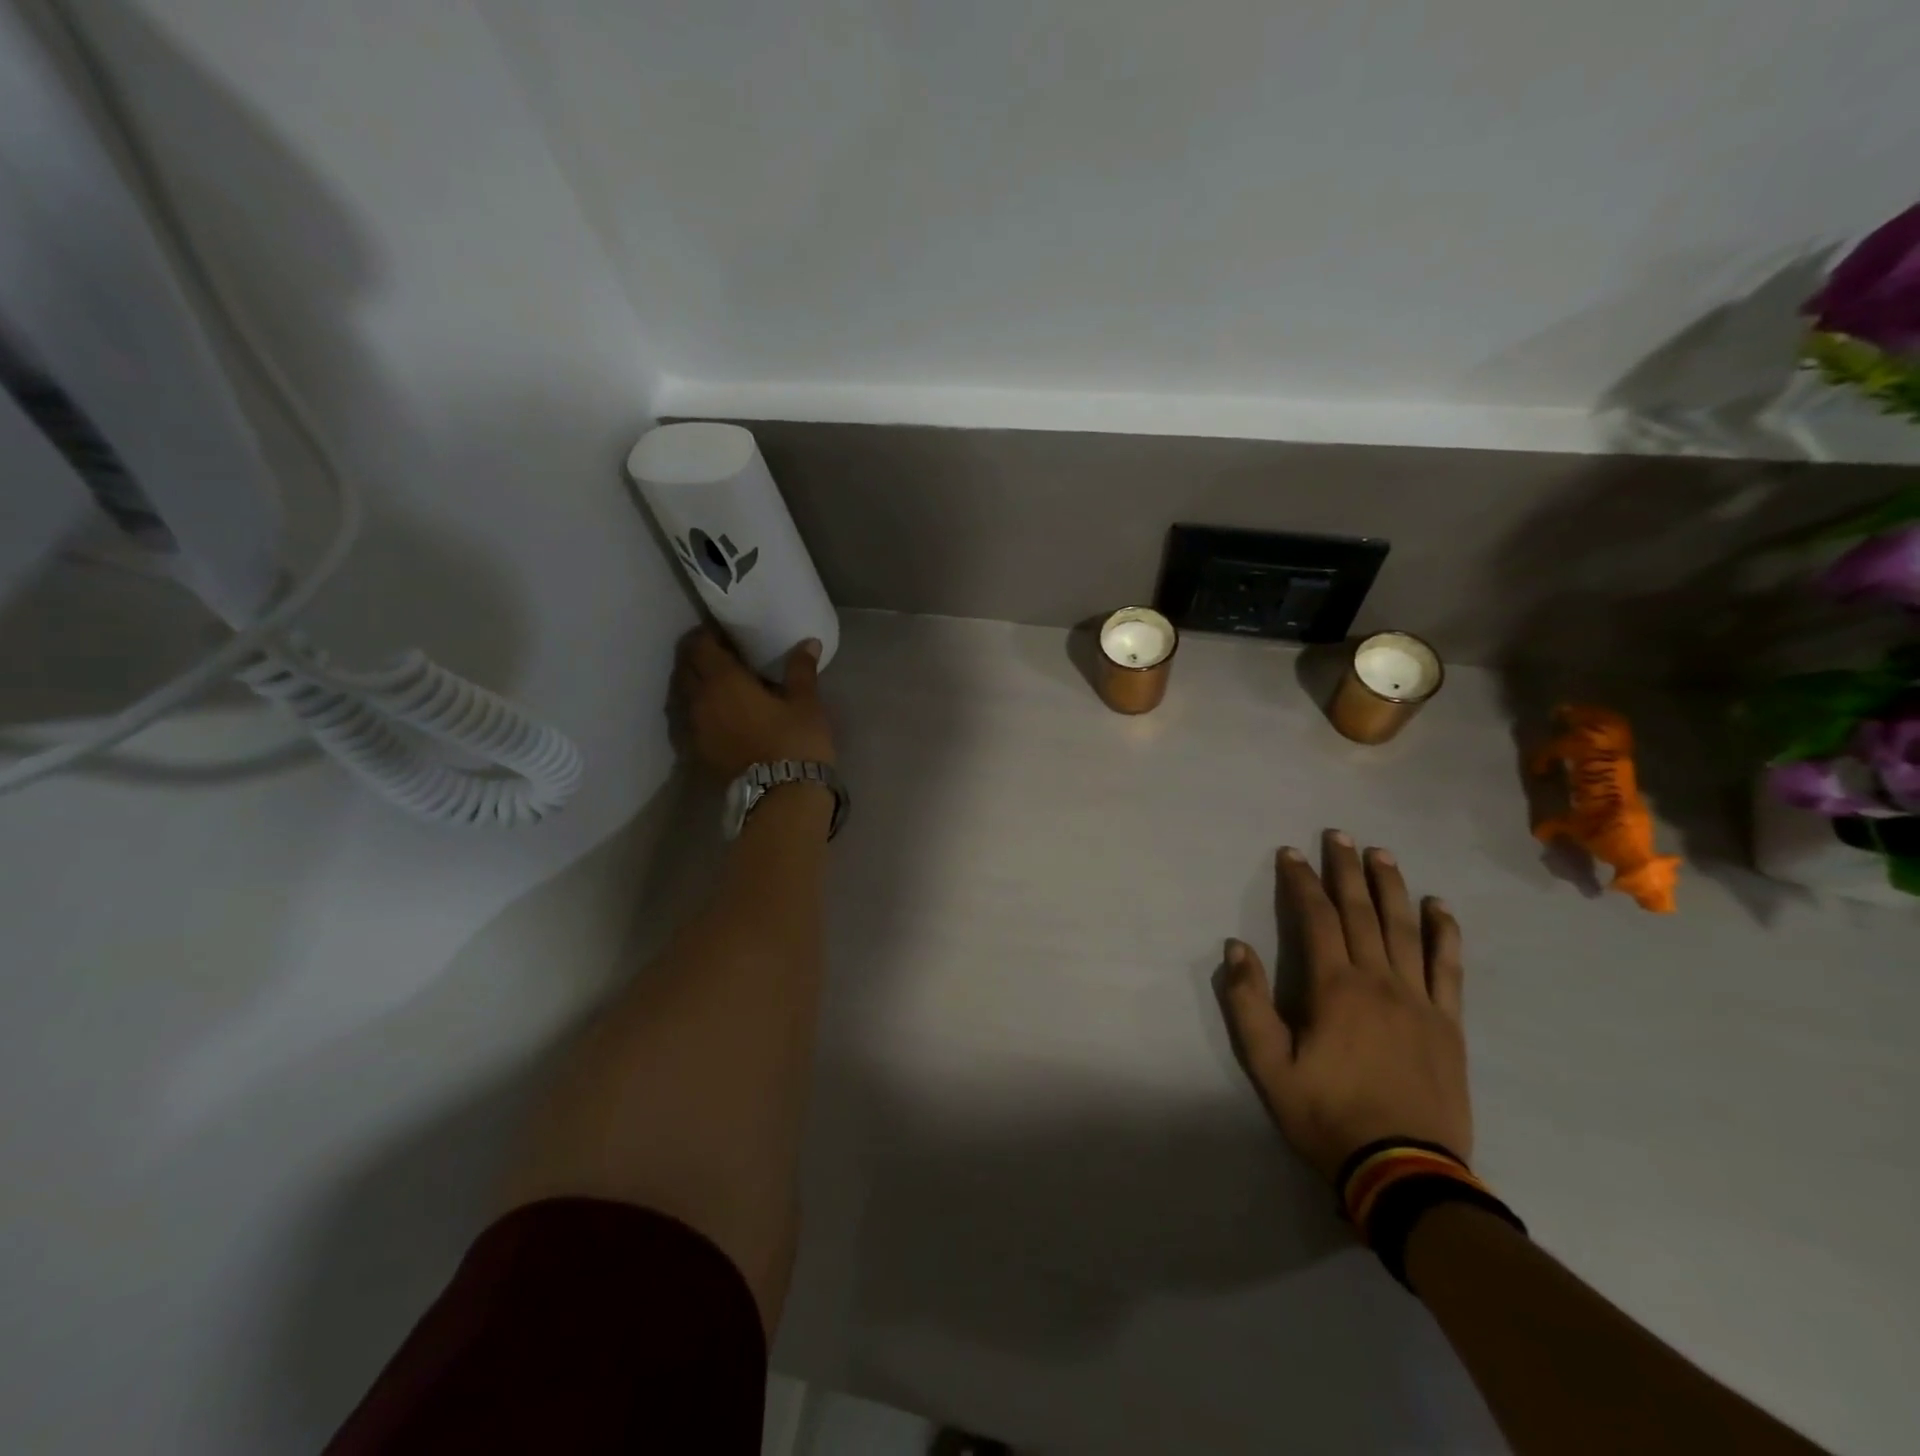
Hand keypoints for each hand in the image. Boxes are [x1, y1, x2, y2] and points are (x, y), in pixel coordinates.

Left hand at [671, 629, 834, 779]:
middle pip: (686, 668)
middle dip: (698, 656)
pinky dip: (697, 711)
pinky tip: (716, 715)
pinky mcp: (697, 752)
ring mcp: (694, 728)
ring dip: (695, 684)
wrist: (783, 795)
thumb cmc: (796, 741)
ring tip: (719, 684)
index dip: (708, 634)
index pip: (701, 645)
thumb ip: (801, 669)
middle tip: (721, 655)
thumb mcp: (805, 702)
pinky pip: (688, 721)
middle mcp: (699, 700)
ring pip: (683, 695)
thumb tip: (809, 642)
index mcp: (723, 680)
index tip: (725, 633)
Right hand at [1220, 830, 1469, 1183]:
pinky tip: (1439, 906)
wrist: (1404, 1171)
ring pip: (1405, 928)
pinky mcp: (1447, 1022)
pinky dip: (1444, 932)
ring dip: (1392, 886)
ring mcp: (1419, 999)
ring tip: (1381, 853)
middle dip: (1346, 869)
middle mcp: (1379, 980)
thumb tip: (1235, 949)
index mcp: (1334, 988)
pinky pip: (1449, 966)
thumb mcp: (1268, 1065)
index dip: (1301, 881)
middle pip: (1361, 911)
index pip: (1315, 918)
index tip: (1291, 853)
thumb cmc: (1326, 1115)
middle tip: (1338, 834)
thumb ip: (1248, 1004)